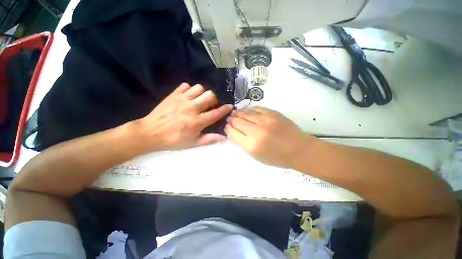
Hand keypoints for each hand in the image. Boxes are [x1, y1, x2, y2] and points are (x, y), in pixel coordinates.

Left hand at [136, 83, 232, 150]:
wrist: (149, 133)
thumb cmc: (173, 140)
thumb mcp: (192, 143)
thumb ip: (209, 139)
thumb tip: (223, 137)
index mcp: (197, 122)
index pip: (216, 113)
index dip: (225, 109)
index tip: (230, 106)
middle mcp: (192, 108)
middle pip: (210, 95)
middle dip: (214, 100)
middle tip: (210, 105)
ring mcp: (182, 100)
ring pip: (199, 88)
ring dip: (202, 93)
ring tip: (199, 100)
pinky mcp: (173, 95)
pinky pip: (186, 86)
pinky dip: (190, 89)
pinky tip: (188, 96)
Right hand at [225, 107, 314, 167]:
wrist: (299, 149)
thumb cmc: (277, 157)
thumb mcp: (256, 156)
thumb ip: (242, 143)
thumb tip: (232, 131)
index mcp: (251, 146)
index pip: (232, 132)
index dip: (228, 128)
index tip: (227, 127)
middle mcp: (256, 132)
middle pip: (236, 121)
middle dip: (231, 120)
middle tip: (230, 119)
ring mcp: (265, 120)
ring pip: (244, 112)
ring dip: (238, 113)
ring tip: (236, 113)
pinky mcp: (272, 113)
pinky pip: (256, 108)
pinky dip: (250, 110)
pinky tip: (248, 112)